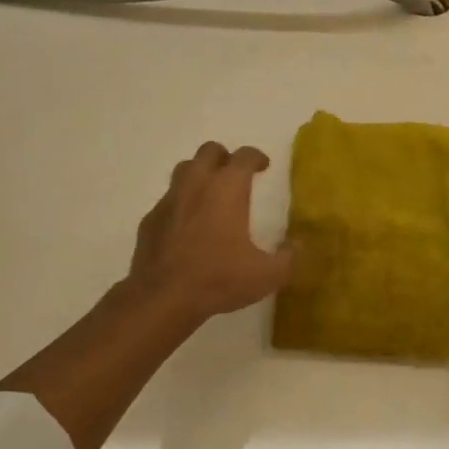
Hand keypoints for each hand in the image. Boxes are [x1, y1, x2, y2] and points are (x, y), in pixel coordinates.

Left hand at [127, 142, 291, 321]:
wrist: (163, 298)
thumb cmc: (218, 279)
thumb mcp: (267, 275)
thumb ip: (288, 258)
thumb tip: (297, 245)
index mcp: (227, 189)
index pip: (244, 156)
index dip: (256, 157)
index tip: (264, 166)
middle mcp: (196, 184)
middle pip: (209, 151)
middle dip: (225, 158)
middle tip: (236, 176)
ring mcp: (169, 200)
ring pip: (184, 169)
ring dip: (200, 174)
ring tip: (211, 195)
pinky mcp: (150, 220)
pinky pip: (168, 200)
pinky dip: (181, 203)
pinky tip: (188, 225)